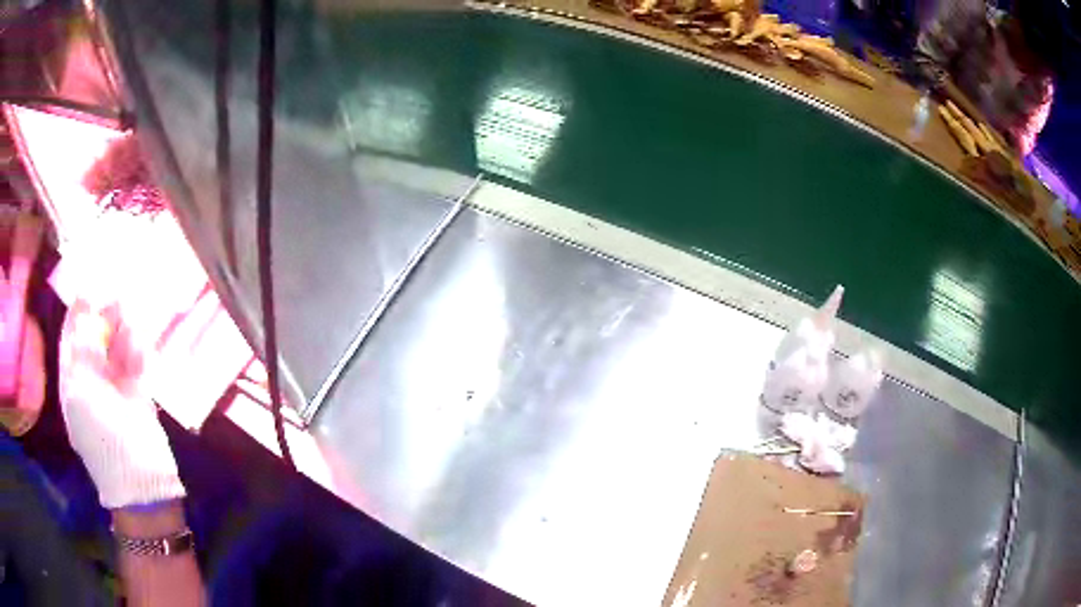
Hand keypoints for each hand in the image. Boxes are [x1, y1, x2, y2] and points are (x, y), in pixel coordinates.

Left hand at [60, 300, 184, 508]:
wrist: (140, 480)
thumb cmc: (103, 438)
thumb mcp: (82, 392)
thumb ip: (82, 350)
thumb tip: (85, 311)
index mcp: (73, 381)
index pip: (71, 339)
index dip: (77, 314)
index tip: (88, 288)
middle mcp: (91, 380)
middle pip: (95, 339)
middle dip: (103, 318)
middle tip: (117, 299)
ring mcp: (114, 388)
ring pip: (116, 348)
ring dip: (122, 331)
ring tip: (130, 315)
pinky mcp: (137, 394)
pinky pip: (135, 363)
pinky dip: (137, 350)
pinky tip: (139, 341)